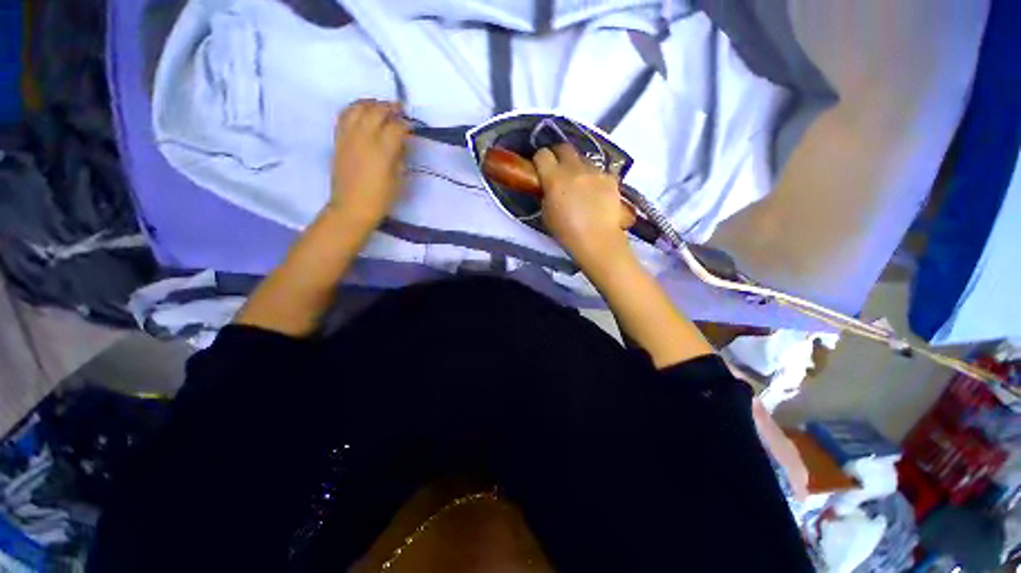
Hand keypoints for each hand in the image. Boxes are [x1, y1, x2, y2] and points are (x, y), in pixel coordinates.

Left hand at [327, 99, 408, 231]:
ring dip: (371, 103)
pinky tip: (362, 112)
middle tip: (400, 110)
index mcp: (382, 150)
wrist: (352, 207)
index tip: (412, 126)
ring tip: (380, 107)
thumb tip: (401, 142)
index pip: (396, 126)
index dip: (406, 124)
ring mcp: (348, 136)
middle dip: (390, 107)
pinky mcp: (338, 139)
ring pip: (358, 107)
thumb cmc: (381, 198)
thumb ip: (400, 156)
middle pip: (377, 111)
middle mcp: (364, 137)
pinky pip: (344, 115)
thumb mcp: (398, 179)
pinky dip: (355, 108)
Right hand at [534, 144, 632, 267]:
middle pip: (564, 148)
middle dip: (558, 155)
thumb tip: (548, 186)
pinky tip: (596, 191)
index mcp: (554, 178)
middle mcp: (575, 169)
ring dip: (578, 166)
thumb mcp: (546, 214)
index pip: (542, 155)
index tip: (540, 168)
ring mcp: (595, 171)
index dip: (539, 160)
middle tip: (558, 169)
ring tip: (580, 182)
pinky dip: (595, 177)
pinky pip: (600, 170)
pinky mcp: (611, 178)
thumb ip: (546, 194)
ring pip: (583, 158)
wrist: (597, 239)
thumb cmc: (566, 232)